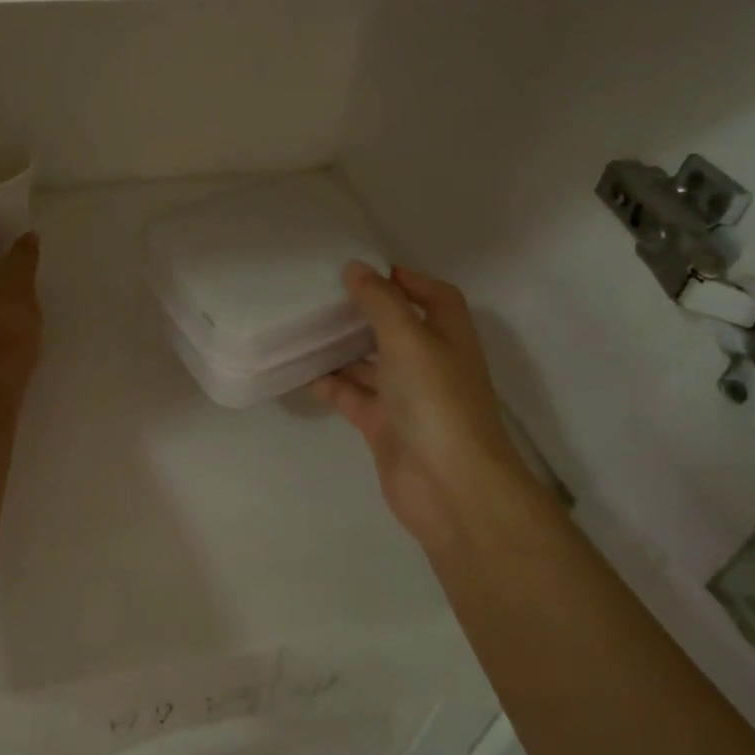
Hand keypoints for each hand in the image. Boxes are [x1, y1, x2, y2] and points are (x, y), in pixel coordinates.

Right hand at [313, 262, 519, 548]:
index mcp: (449, 337)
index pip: (435, 296)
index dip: (407, 280)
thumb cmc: (436, 400)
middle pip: (398, 328)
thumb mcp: (409, 338)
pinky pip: (353, 396)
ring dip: (344, 348)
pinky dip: (331, 384)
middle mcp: (430, 364)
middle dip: (366, 312)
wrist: (450, 486)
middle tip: (324, 295)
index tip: (365, 269)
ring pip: (371, 363)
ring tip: (305, 326)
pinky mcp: (384, 426)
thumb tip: (355, 267)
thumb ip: (380, 301)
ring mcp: (407, 397)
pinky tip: (304, 370)